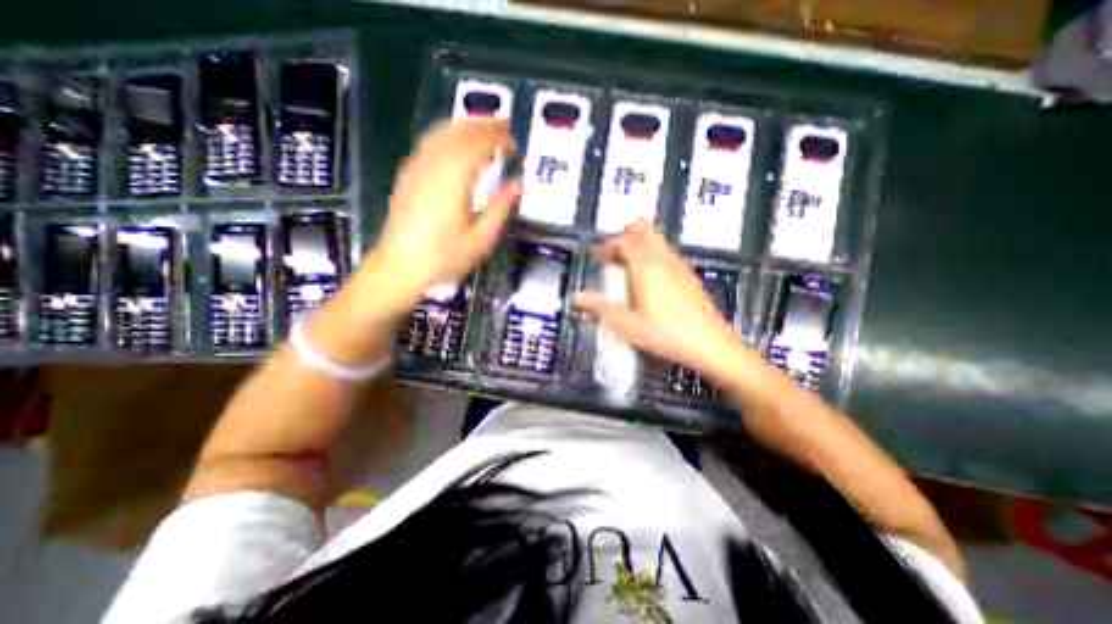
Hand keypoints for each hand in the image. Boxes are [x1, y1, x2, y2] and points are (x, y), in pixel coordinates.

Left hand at [368, 118, 518, 300]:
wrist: (399, 267)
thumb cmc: (444, 257)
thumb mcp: (481, 238)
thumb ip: (501, 207)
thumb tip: (519, 183)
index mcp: (454, 179)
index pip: (480, 144)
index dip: (500, 140)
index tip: (515, 147)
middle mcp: (434, 165)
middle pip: (461, 132)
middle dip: (485, 126)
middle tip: (505, 130)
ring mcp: (417, 167)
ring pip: (442, 132)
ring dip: (466, 126)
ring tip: (484, 131)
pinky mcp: (407, 174)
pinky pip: (429, 143)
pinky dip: (447, 135)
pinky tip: (454, 143)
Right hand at [572, 221, 746, 381]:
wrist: (708, 343)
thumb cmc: (666, 334)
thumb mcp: (627, 325)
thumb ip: (600, 308)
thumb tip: (577, 298)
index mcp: (645, 267)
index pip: (623, 239)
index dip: (607, 245)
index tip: (599, 257)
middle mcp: (662, 259)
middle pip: (642, 229)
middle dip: (624, 237)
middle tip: (613, 256)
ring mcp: (677, 264)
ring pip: (655, 239)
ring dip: (638, 245)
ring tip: (627, 269)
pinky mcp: (687, 274)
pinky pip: (665, 252)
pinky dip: (652, 255)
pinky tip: (647, 280)